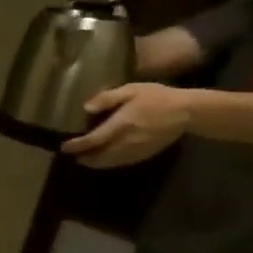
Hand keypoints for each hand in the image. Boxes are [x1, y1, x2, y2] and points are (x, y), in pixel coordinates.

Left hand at [62, 83, 193, 167]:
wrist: (188, 111)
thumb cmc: (157, 97)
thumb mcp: (131, 90)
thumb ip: (108, 98)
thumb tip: (86, 108)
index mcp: (122, 124)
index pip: (94, 139)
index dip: (77, 145)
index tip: (65, 147)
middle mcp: (127, 140)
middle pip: (101, 155)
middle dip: (86, 158)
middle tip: (74, 156)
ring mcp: (138, 149)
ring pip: (113, 161)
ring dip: (97, 163)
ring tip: (86, 161)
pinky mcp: (147, 153)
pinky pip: (125, 162)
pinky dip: (112, 163)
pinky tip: (107, 160)